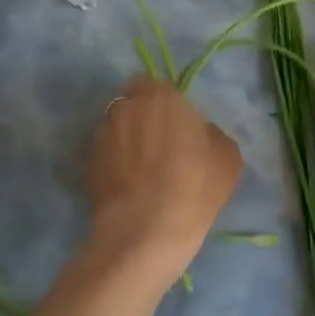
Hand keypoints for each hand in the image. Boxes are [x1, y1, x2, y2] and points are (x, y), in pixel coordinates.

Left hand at [88, 76, 241, 283]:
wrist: (146, 232)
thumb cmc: (194, 186)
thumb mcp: (227, 157)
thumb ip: (211, 133)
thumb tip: (200, 134)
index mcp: (160, 97)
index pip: (152, 83)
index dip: (162, 101)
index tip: (175, 122)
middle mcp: (125, 108)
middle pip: (131, 104)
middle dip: (142, 118)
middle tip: (160, 145)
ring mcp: (101, 137)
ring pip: (115, 129)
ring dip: (126, 141)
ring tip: (142, 171)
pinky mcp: (87, 166)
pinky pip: (105, 157)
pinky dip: (114, 166)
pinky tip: (129, 188)